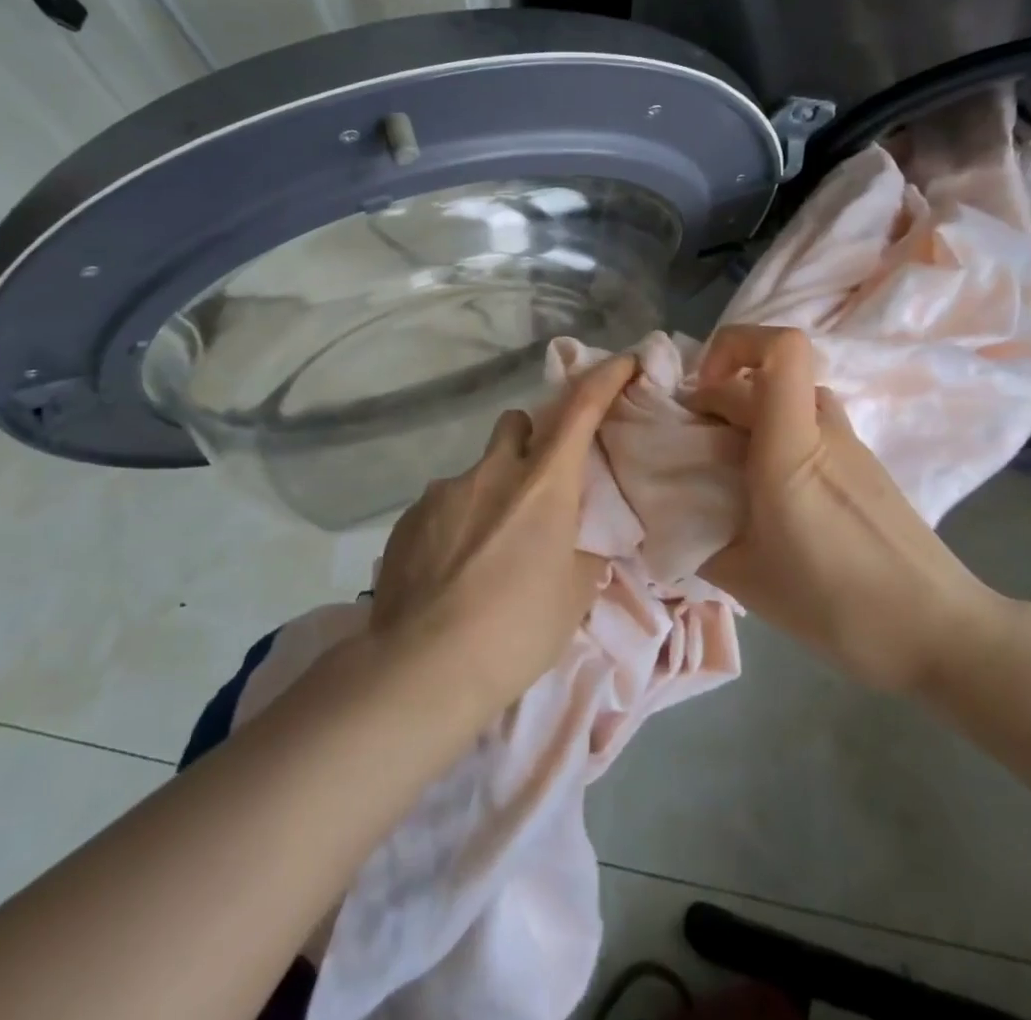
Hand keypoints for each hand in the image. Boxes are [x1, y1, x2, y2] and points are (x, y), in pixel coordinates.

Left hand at [369, 355, 635, 715]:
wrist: (423, 667)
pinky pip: (442, 506)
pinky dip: (454, 525)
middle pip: (515, 424)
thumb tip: (576, 540)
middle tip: (534, 489)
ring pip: (476, 472)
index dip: (604, 378)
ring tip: (484, 554)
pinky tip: (449, 573)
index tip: (622, 362)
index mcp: (543, 483)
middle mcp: (492, 471)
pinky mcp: (408, 518)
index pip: (580, 408)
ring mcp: (444, 491)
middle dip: (529, 442)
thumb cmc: (516, 630)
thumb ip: (581, 552)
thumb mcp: (573, 594)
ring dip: (489, 494)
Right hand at [689, 325, 1006, 693]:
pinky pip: (809, 427)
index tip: (699, 393)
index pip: (781, 348)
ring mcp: (850, 445)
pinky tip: (769, 495)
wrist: (940, 632)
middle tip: (692, 446)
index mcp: (792, 446)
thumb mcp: (747, 579)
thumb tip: (666, 520)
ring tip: (727, 469)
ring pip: (789, 400)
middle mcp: (824, 429)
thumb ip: (696, 539)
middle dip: (718, 395)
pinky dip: (777, 438)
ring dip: (749, 416)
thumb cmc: (839, 604)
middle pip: (767, 376)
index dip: (733, 346)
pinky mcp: (864, 466)